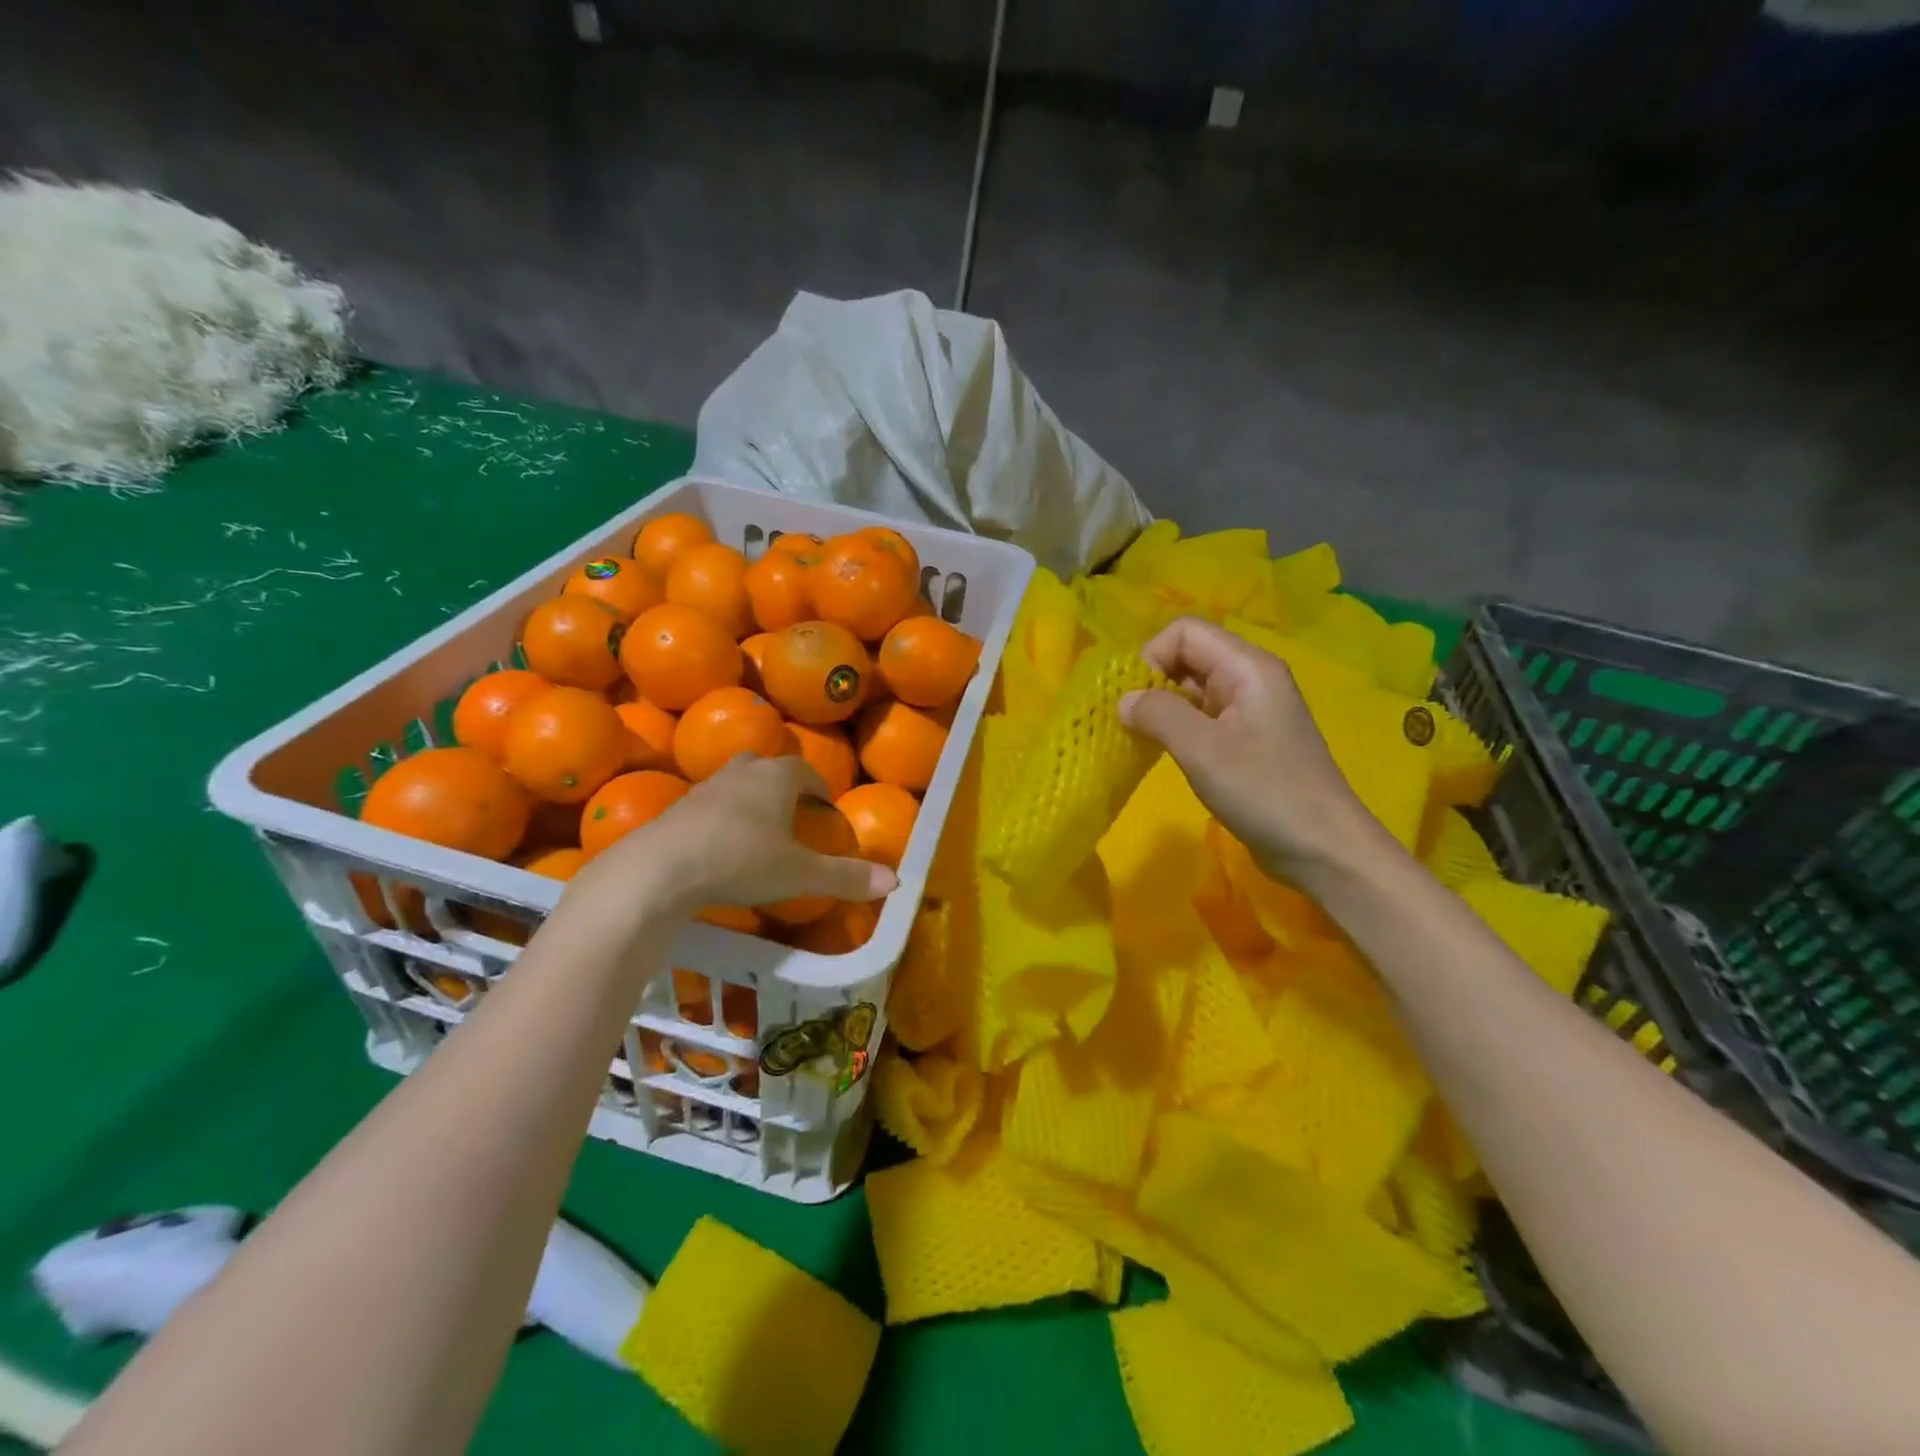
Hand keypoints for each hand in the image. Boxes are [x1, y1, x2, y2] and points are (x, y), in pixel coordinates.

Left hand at [560, 755, 895, 937]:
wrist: (661, 869)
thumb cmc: (741, 860)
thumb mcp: (800, 874)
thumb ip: (846, 876)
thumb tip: (896, 880)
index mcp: (777, 777)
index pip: (806, 771)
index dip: (820, 788)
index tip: (826, 809)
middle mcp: (742, 772)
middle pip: (767, 766)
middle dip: (782, 784)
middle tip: (792, 812)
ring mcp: (705, 787)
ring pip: (736, 781)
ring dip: (750, 798)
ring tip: (758, 828)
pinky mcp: (677, 808)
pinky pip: (709, 804)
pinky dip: (721, 817)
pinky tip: (721, 845)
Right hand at [1117, 616, 1386, 883]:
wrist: (1324, 849)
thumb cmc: (1265, 793)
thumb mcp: (1203, 750)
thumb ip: (1158, 714)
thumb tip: (1123, 700)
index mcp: (1248, 667)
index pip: (1184, 632)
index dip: (1151, 657)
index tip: (1136, 701)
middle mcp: (1251, 679)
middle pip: (1188, 656)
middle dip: (1153, 682)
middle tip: (1133, 723)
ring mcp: (1251, 710)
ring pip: (1192, 689)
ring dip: (1163, 708)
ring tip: (1143, 740)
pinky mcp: (1248, 740)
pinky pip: (1203, 717)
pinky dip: (1178, 728)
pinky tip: (1167, 754)